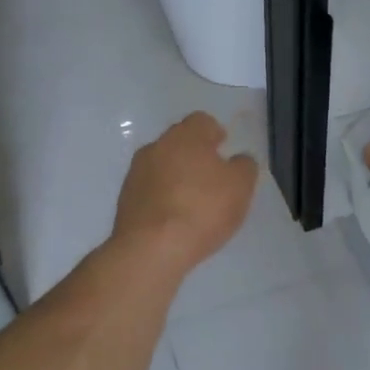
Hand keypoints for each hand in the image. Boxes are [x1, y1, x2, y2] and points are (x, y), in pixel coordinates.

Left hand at [113, 112, 258, 277]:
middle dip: (195, 155)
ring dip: (177, 176)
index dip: (215, 134)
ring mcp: (136, 173)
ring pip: (162, 166)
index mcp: (185, 136)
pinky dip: (163, 197)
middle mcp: (156, 146)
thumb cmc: (202, 209)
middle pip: (179, 142)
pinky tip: (174, 218)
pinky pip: (150, 190)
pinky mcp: (125, 199)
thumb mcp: (240, 186)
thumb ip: (244, 166)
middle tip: (212, 177)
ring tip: (193, 202)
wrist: (151, 248)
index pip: (202, 121)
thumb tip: (238, 159)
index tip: (224, 149)